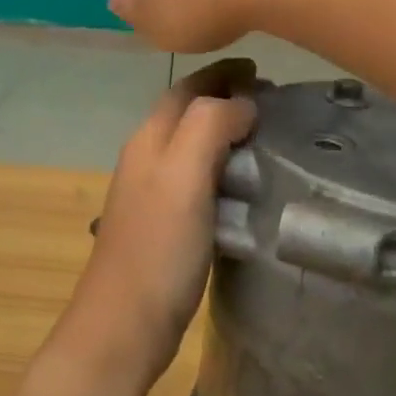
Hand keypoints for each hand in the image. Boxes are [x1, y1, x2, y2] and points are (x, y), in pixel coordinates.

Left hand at [61, 60, 258, 388]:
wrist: (124, 325)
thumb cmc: (158, 247)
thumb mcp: (184, 175)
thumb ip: (209, 126)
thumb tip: (242, 103)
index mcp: (149, 139)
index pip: (186, 88)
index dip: (221, 74)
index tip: (261, 70)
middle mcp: (147, 158)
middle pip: (187, 113)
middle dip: (225, 98)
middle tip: (271, 102)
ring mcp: (153, 194)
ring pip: (192, 145)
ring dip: (225, 132)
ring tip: (266, 138)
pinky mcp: (164, 226)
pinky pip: (198, 180)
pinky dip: (223, 168)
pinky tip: (246, 186)